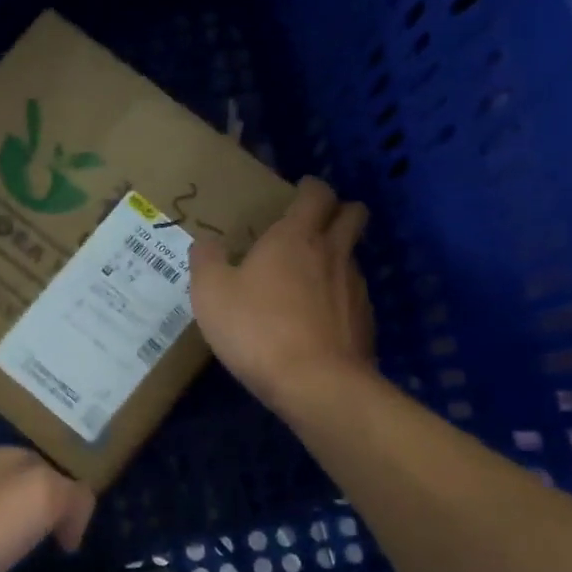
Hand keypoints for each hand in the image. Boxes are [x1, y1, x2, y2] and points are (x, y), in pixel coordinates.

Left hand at [0, 448, 94, 571]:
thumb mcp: (43, 497)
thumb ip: (72, 495)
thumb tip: (73, 520)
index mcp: (0, 456)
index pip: (51, 466)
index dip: (72, 497)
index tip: (79, 535)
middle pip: (28, 489)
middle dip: (49, 513)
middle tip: (65, 546)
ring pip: (6, 516)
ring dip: (23, 535)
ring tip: (37, 560)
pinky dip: (0, 556)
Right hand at [189, 177, 374, 409]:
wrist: (315, 383)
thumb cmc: (256, 329)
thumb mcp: (210, 294)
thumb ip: (206, 261)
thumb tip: (206, 242)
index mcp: (295, 237)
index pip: (316, 194)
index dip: (310, 188)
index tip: (298, 192)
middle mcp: (332, 253)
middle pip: (353, 214)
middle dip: (339, 210)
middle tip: (314, 223)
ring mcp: (354, 287)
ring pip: (352, 256)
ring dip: (336, 256)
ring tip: (308, 277)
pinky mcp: (365, 320)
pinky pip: (352, 295)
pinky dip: (338, 296)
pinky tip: (316, 318)